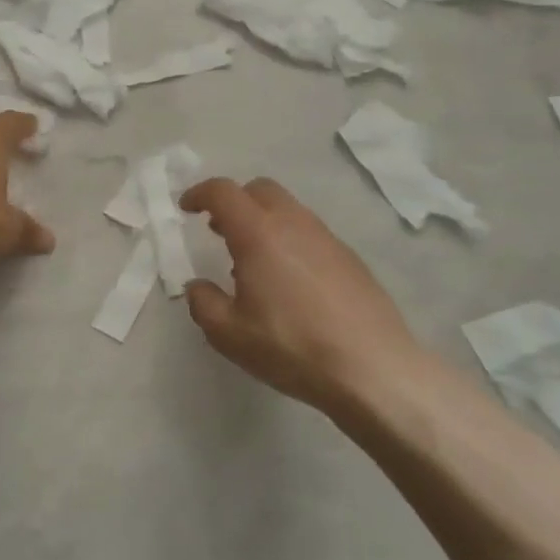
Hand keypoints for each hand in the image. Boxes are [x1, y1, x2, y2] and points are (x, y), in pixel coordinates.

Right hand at [180, 177, 425, 413]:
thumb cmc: (292, 348)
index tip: (187, 209)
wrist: (373, 369)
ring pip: (288, 209)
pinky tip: (288, 281)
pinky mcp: (350, 259)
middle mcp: (294, 224)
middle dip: (234, 201)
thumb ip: (203, 303)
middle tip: (218, 230)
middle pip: (260, 190)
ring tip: (252, 261)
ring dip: (263, 221)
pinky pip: (310, 233)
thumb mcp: (228, 334)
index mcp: (259, 234)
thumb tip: (199, 286)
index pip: (223, 192)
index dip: (199, 194)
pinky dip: (288, 240)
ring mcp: (327, 238)